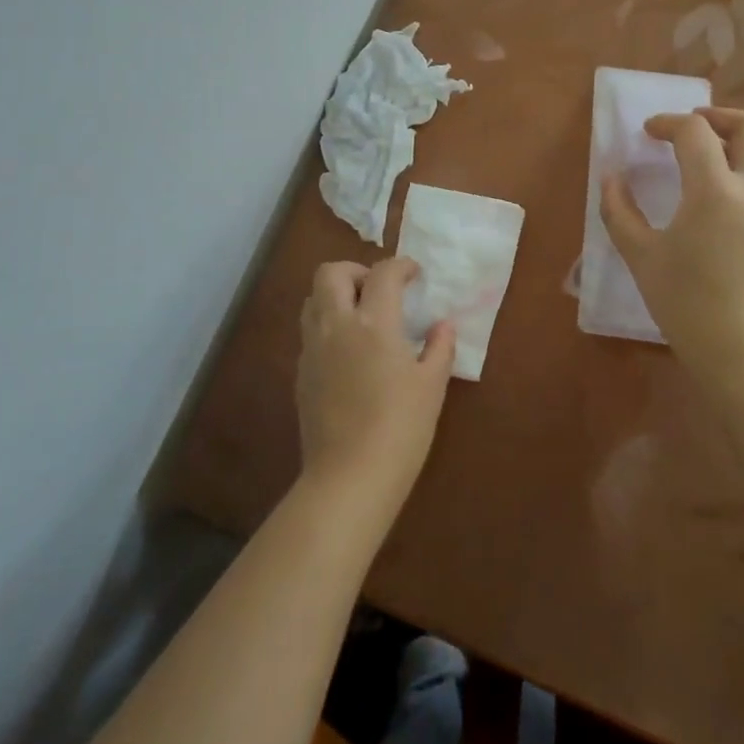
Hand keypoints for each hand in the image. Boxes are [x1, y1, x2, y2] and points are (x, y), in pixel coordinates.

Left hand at [296, 258, 454, 514]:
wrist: (349, 477)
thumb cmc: (400, 429)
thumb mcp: (432, 386)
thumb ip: (439, 348)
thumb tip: (443, 325)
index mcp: (373, 323)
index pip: (382, 273)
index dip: (401, 265)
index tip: (414, 274)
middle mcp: (336, 325)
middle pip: (330, 272)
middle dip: (355, 270)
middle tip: (379, 290)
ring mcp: (313, 349)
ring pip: (313, 299)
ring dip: (336, 295)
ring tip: (361, 317)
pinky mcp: (301, 373)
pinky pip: (310, 332)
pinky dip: (328, 326)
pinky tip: (348, 353)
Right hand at [602, 107, 743, 394]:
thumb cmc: (686, 303)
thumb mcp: (641, 256)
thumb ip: (620, 211)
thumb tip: (611, 178)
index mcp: (716, 190)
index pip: (695, 132)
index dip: (668, 123)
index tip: (648, 133)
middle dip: (720, 117)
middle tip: (691, 126)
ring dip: (738, 143)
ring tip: (707, 156)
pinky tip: (722, 198)